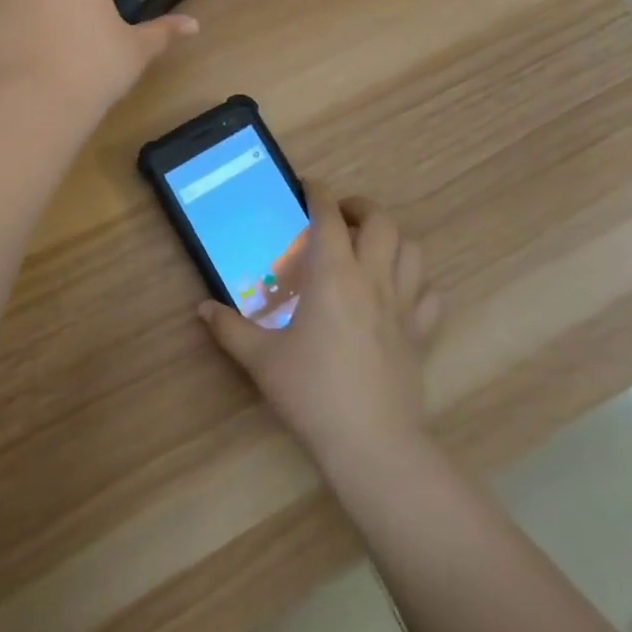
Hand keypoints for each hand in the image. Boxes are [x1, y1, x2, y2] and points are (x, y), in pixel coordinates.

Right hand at [199, 186, 443, 472]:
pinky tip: (398, 292)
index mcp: (333, 275)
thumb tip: (202, 309)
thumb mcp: (261, 359)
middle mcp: (372, 279)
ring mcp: (403, 306)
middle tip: (339, 216)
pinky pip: (429, 294)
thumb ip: (229, 328)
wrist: (372, 445)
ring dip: (392, 239)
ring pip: (412, 251)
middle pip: (381, 222)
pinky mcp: (421, 334)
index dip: (318, 192)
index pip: (329, 215)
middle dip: (361, 208)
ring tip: (370, 247)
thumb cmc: (313, 392)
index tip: (307, 186)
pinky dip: (416, 282)